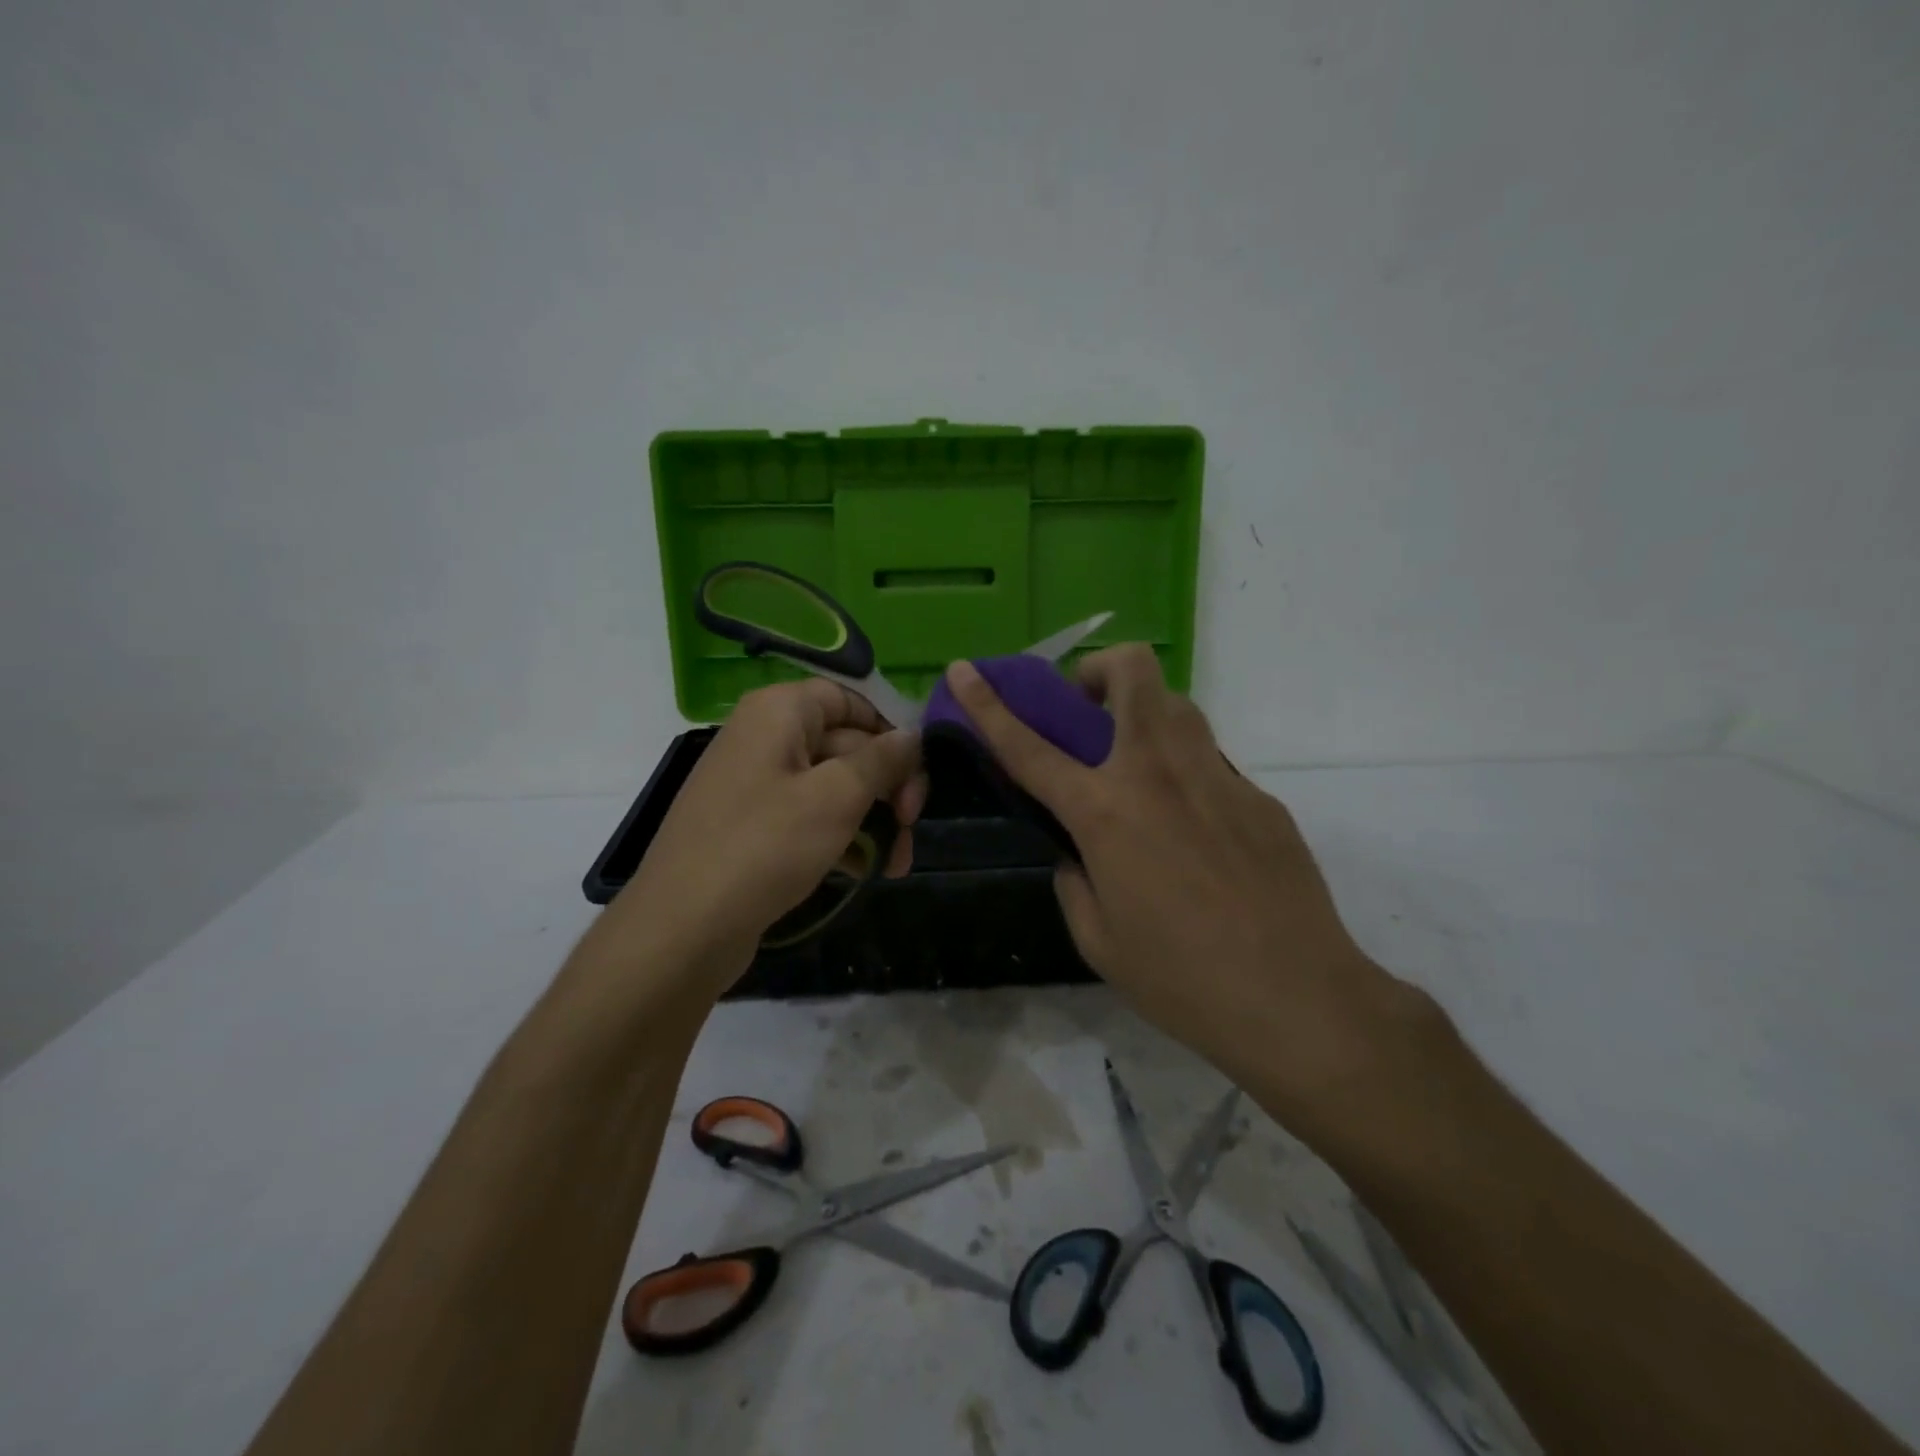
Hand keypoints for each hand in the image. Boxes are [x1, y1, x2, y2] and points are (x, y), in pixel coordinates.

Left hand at [610, 679, 924, 994]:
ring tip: (897, 863)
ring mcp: (757, 785)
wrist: (682, 929)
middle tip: (912, 825)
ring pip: (833, 787)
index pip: (848, 697)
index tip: (919, 767)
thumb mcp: (836, 797)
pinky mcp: (754, 828)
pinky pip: (810, 818)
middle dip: (887, 785)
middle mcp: (765, 738)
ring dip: (873, 819)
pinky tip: (867, 872)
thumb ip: (882, 760)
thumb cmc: (765, 846)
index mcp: (779, 712)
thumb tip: (913, 736)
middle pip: (846, 744)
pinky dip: (842, 838)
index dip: (888, 727)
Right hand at [945, 647, 1419, 1124]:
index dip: (987, 704)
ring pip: (1177, 706)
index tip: (963, 669)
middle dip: (1099, 669)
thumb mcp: (1098, 939)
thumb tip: (1078, 852)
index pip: (1029, 746)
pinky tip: (1195, 832)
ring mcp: (1218, 777)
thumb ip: (1074, 880)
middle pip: (1132, 673)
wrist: (1298, 1000)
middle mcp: (1160, 774)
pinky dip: (1185, 773)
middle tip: (1089, 710)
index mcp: (1105, 812)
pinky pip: (1211, 762)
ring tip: (1139, 769)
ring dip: (1144, 715)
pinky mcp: (1260, 797)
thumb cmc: (1181, 979)